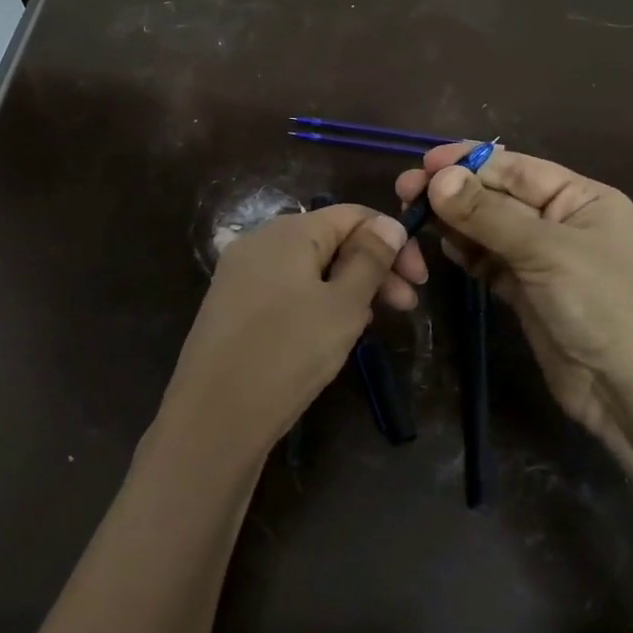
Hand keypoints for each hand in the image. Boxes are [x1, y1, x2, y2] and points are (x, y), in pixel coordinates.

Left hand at [153, 205, 424, 468]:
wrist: (213, 418)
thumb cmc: (287, 354)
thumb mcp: (342, 306)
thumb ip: (370, 260)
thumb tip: (388, 224)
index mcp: (287, 231)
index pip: (351, 215)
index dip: (392, 239)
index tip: (419, 279)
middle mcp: (259, 243)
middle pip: (329, 240)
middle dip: (372, 267)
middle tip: (406, 307)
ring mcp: (241, 276)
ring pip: (309, 269)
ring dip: (347, 289)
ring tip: (369, 327)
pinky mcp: (233, 308)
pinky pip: (286, 292)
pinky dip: (316, 305)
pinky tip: (331, 337)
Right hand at [395, 145, 632, 464]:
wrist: (626, 390)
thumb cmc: (600, 304)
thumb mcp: (545, 251)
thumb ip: (486, 214)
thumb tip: (436, 179)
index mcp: (581, 198)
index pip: (516, 168)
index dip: (469, 162)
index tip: (424, 162)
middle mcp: (561, 221)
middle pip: (497, 196)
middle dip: (454, 191)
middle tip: (405, 190)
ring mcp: (541, 258)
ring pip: (487, 228)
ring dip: (452, 220)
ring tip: (412, 214)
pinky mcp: (524, 290)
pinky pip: (487, 260)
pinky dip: (464, 251)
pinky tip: (439, 244)